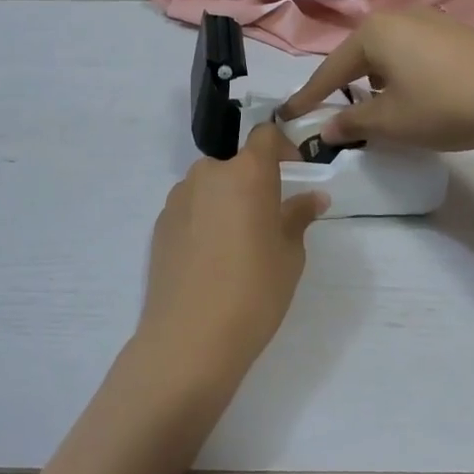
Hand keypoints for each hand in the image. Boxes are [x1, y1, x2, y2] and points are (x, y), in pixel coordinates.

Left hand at [138, 123, 328, 390]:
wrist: (190, 338)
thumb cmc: (253, 291)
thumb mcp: (289, 255)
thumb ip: (298, 217)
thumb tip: (313, 197)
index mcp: (246, 173)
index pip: (264, 135)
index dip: (282, 148)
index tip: (294, 174)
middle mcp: (208, 174)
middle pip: (236, 165)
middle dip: (254, 184)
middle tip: (267, 222)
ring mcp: (178, 197)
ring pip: (211, 188)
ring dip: (227, 202)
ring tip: (237, 247)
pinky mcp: (160, 223)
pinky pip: (191, 209)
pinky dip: (204, 221)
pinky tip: (210, 261)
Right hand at [280, 8, 473, 152]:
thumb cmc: (443, 104)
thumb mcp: (391, 122)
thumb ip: (353, 124)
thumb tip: (326, 130)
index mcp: (373, 33)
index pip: (330, 70)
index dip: (308, 97)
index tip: (288, 115)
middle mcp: (398, 17)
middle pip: (358, 56)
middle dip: (344, 85)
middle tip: (331, 110)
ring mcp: (430, 20)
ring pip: (387, 53)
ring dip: (374, 80)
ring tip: (373, 106)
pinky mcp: (455, 32)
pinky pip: (413, 52)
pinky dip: (401, 74)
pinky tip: (412, 95)